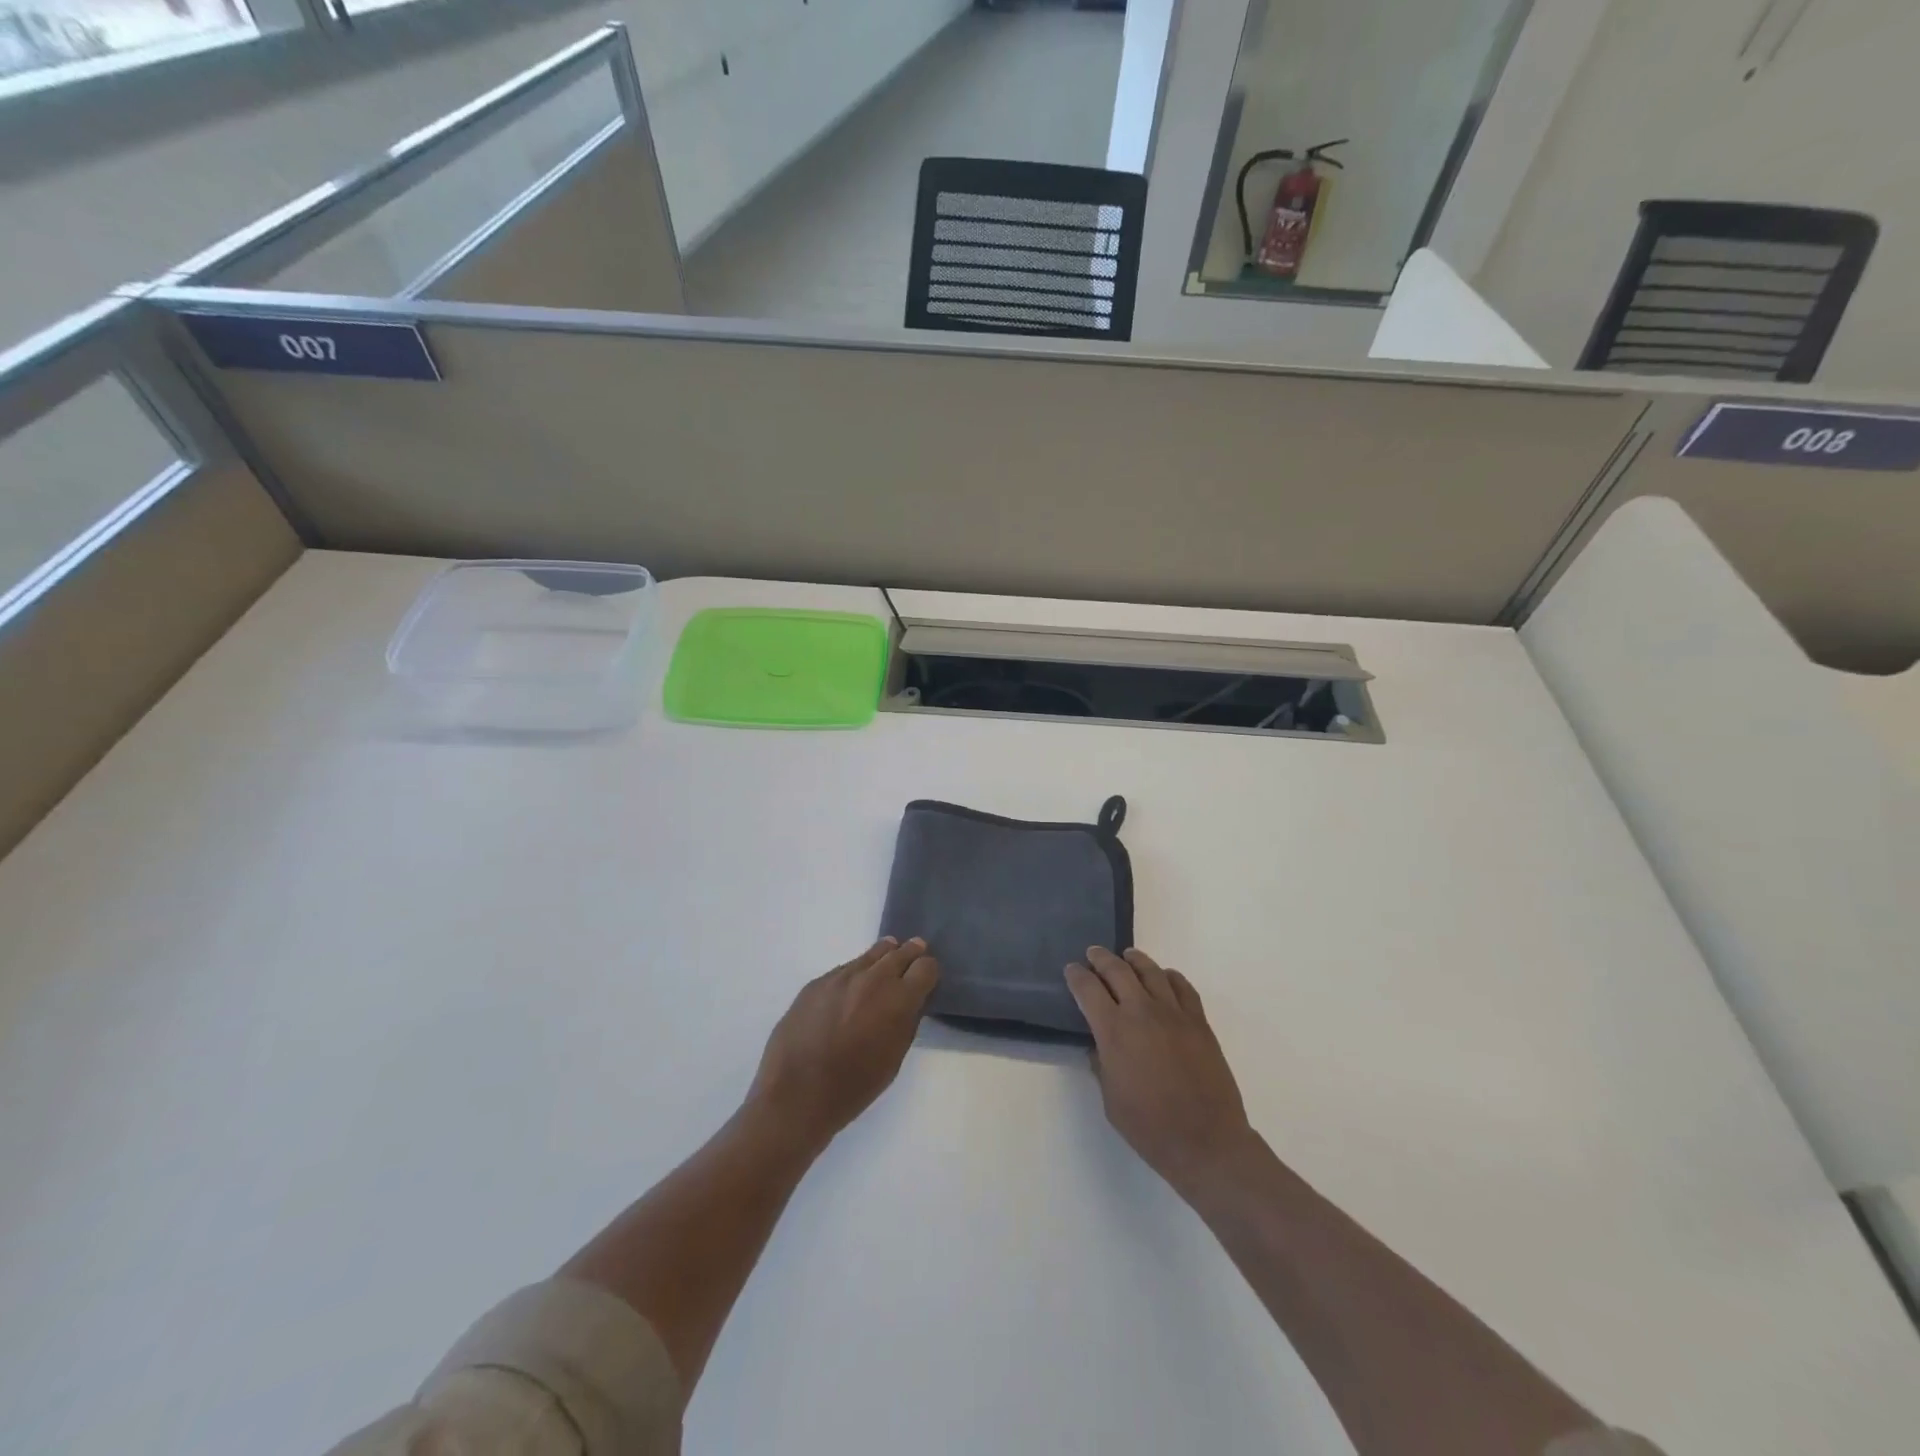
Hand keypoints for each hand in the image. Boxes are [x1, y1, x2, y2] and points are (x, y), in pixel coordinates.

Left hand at [748, 938, 939, 1152]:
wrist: (796, 1094)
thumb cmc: (853, 1087)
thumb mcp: (894, 1059)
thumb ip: (906, 1022)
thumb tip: (910, 1002)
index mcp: (899, 999)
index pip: (926, 966)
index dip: (929, 972)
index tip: (926, 979)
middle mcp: (873, 978)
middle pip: (900, 952)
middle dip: (909, 955)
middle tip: (913, 956)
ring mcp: (842, 976)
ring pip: (871, 955)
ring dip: (882, 959)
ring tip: (884, 963)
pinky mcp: (817, 982)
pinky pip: (844, 969)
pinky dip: (855, 975)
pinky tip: (850, 991)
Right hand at [1065, 947, 1254, 1196]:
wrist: (1206, 1141)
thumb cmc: (1150, 1127)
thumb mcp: (1110, 1099)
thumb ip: (1102, 1063)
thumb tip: (1100, 1045)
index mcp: (1113, 1031)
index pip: (1088, 989)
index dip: (1076, 976)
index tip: (1071, 970)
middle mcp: (1141, 1012)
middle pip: (1117, 970)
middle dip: (1101, 959)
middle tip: (1093, 954)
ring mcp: (1173, 1013)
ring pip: (1151, 971)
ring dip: (1134, 960)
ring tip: (1127, 956)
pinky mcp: (1199, 1022)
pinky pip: (1182, 987)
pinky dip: (1169, 976)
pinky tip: (1163, 978)